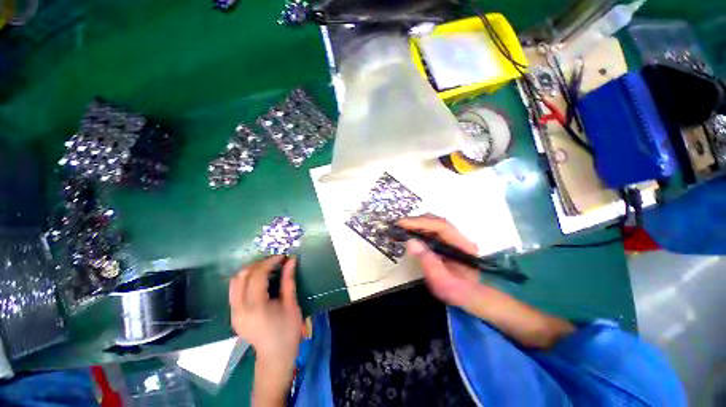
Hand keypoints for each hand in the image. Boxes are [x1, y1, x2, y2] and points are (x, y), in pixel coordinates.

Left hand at [229, 255, 302, 402]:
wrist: (275, 357)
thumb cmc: (288, 331)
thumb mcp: (291, 304)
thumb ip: (288, 280)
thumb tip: (291, 260)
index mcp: (256, 308)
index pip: (257, 275)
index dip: (269, 262)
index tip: (282, 257)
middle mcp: (239, 309)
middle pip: (241, 276)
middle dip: (259, 264)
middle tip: (275, 261)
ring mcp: (233, 313)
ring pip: (234, 282)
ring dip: (250, 270)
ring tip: (267, 268)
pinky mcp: (233, 315)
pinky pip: (235, 290)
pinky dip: (246, 279)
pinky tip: (260, 279)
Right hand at [400, 216, 574, 348]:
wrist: (474, 298)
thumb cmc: (460, 293)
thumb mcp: (442, 282)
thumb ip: (428, 261)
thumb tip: (410, 241)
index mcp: (462, 246)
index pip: (440, 226)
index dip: (420, 222)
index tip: (402, 224)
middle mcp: (459, 238)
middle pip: (436, 221)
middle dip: (416, 221)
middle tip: (398, 226)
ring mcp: (454, 239)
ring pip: (433, 224)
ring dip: (416, 224)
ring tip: (401, 229)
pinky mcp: (448, 242)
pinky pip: (432, 231)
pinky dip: (419, 230)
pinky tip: (410, 234)